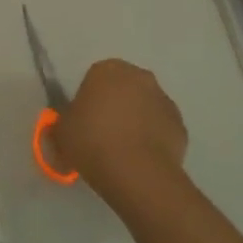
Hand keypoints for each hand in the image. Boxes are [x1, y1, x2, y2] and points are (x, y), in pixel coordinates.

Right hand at [53, 59, 189, 222]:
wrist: (137, 173)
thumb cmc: (91, 141)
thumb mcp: (61, 131)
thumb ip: (64, 121)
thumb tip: (68, 125)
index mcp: (107, 70)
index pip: (95, 77)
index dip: (89, 98)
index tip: (83, 120)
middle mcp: (140, 78)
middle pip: (123, 88)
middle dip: (115, 105)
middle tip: (101, 132)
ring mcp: (165, 100)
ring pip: (144, 107)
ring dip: (135, 120)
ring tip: (121, 150)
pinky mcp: (180, 126)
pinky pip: (160, 128)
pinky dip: (151, 138)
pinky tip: (139, 159)